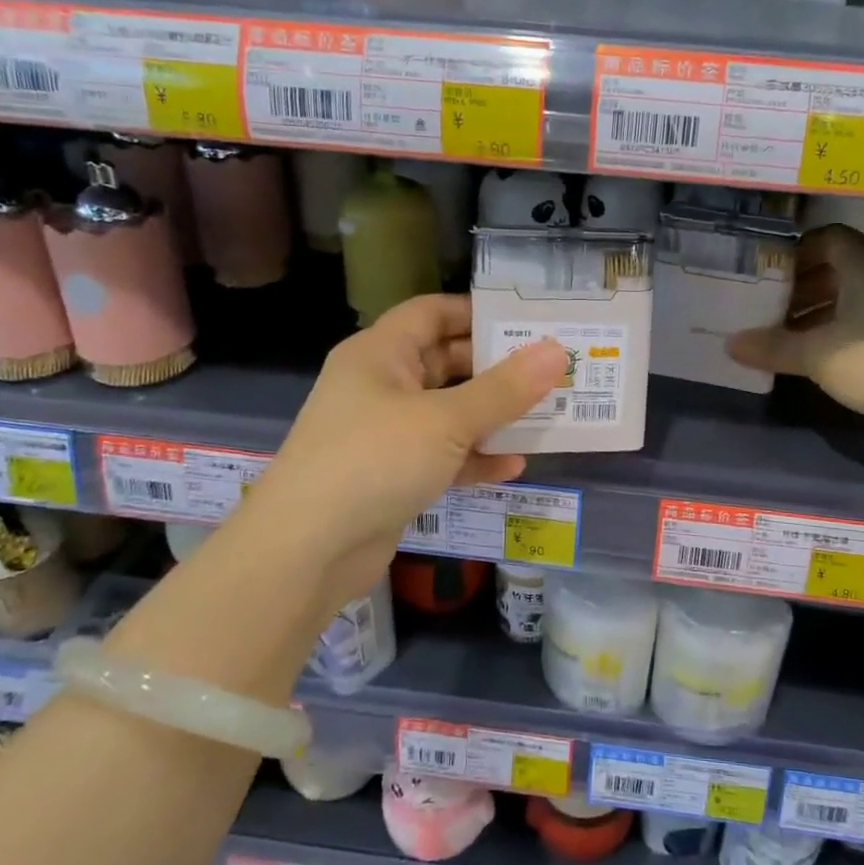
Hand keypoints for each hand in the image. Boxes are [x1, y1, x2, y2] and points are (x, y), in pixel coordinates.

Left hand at [250, 294, 563, 605]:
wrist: (306, 551)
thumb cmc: (374, 461)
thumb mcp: (446, 420)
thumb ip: (505, 389)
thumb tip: (557, 352)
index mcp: (380, 354)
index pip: (431, 313)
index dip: (477, 313)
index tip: (527, 323)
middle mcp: (379, 386)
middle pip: (444, 362)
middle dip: (495, 368)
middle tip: (550, 371)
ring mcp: (383, 434)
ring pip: (447, 412)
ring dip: (491, 416)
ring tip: (545, 415)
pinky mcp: (390, 476)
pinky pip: (441, 456)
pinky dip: (473, 458)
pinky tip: (513, 466)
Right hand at [727, 224, 863, 420]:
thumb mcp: (815, 354)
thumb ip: (772, 346)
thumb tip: (731, 345)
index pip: (826, 238)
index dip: (795, 252)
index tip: (769, 273)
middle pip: (839, 264)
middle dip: (804, 284)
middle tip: (773, 305)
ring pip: (855, 291)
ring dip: (822, 307)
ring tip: (791, 332)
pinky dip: (844, 323)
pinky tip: (824, 350)